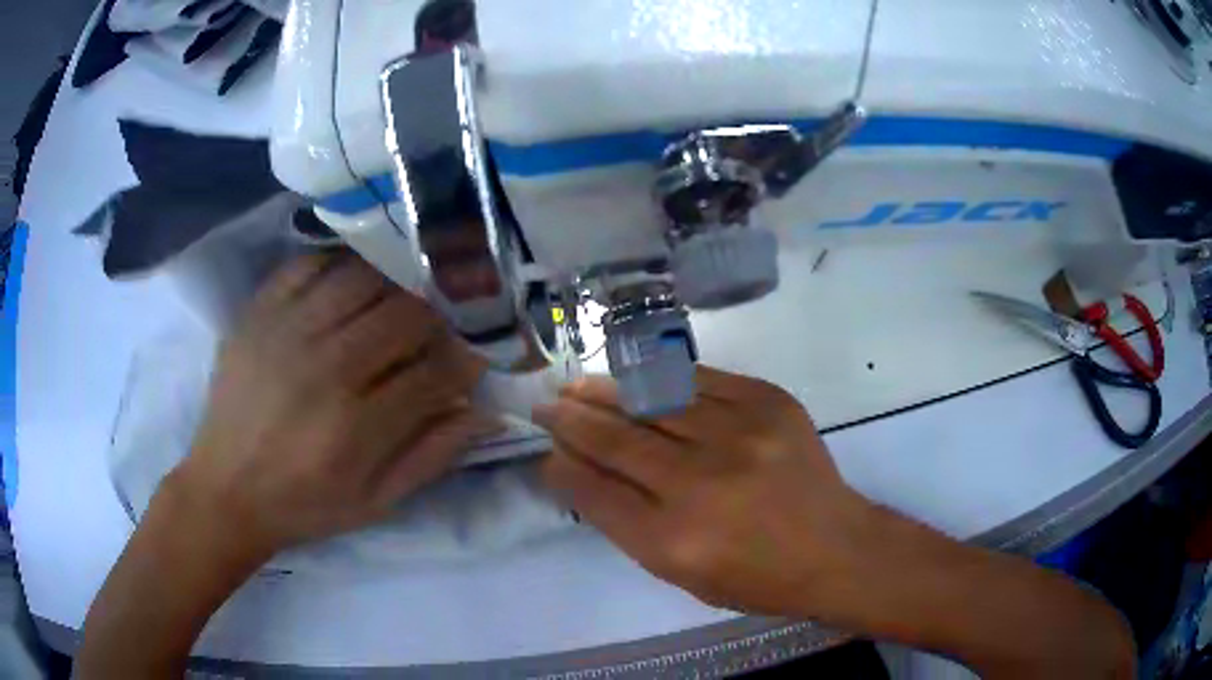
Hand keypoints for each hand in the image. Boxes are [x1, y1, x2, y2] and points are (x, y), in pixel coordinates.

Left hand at [174, 252, 494, 559]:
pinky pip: (308, 265)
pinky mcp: (258, 314)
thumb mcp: (375, 503)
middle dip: (437, 317)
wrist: (225, 489)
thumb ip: (431, 457)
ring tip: (401, 300)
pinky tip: (352, 282)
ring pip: (362, 279)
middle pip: (404, 314)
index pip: (435, 372)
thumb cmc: (304, 505)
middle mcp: (324, 368)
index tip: (474, 358)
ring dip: (395, 285)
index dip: (466, 361)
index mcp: (356, 427)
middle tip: (440, 328)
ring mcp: (286, 332)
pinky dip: (339, 264)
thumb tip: (485, 413)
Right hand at [533, 367, 870, 615]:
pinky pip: (699, 380)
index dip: (562, 465)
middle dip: (571, 419)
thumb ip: (625, 522)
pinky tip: (637, 376)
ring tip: (579, 385)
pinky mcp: (768, 403)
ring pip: (652, 400)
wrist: (835, 548)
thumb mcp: (680, 573)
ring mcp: (739, 434)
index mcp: (672, 539)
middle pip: (616, 440)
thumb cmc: (755, 577)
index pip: (594, 490)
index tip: (545, 449)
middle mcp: (700, 483)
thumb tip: (579, 471)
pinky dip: (661, 379)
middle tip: (546, 404)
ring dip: (607, 390)